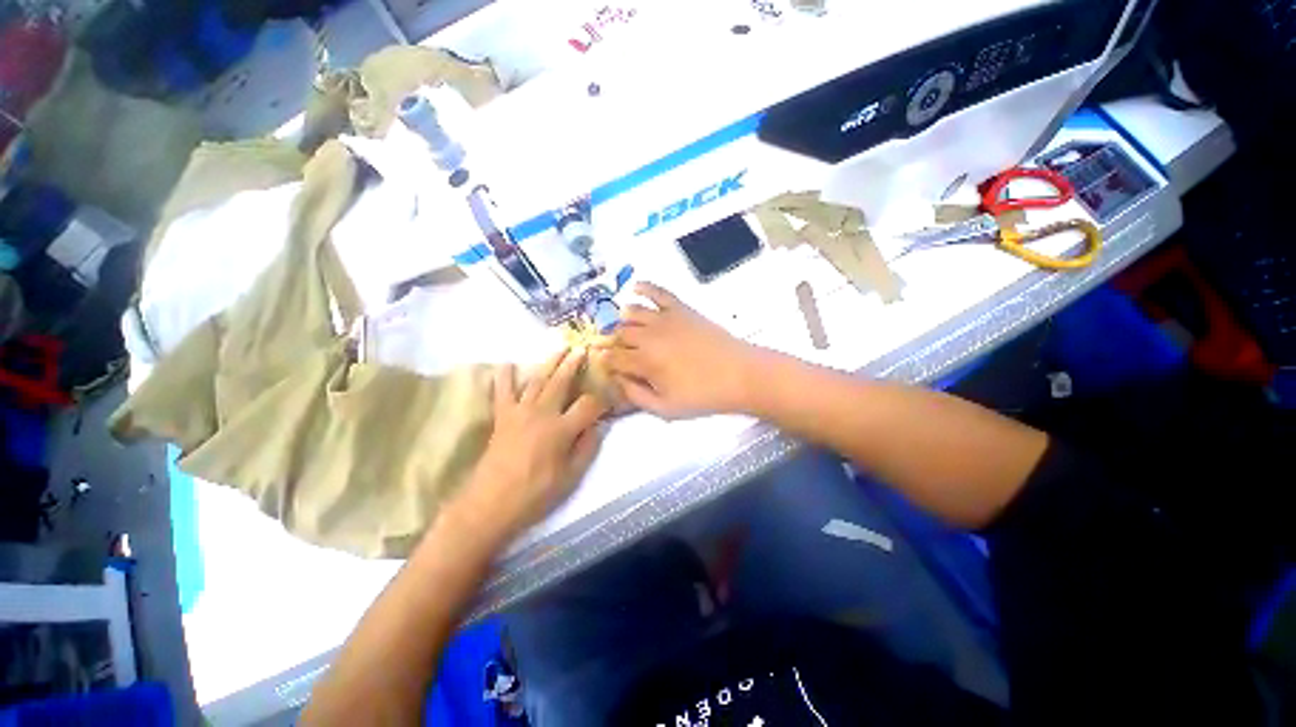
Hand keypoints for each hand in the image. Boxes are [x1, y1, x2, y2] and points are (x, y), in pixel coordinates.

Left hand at [456, 349, 607, 538]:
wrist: (490, 504)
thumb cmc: (535, 494)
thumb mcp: (570, 477)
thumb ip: (587, 449)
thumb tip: (597, 427)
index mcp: (561, 429)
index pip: (588, 405)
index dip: (602, 399)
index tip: (610, 395)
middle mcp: (542, 413)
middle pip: (561, 382)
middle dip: (574, 364)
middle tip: (582, 349)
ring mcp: (519, 412)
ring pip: (538, 380)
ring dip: (550, 362)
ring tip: (560, 348)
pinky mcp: (502, 417)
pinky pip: (503, 392)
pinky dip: (505, 377)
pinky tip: (507, 364)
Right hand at [606, 282, 762, 418]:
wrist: (739, 374)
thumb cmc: (703, 395)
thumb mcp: (666, 409)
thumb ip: (637, 396)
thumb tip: (618, 381)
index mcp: (644, 362)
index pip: (614, 359)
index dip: (608, 364)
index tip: (610, 368)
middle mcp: (649, 336)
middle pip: (620, 334)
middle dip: (616, 344)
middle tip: (622, 353)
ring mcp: (665, 319)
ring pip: (632, 313)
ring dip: (624, 321)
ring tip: (627, 330)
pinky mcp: (681, 309)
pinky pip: (658, 291)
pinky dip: (644, 287)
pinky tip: (635, 288)